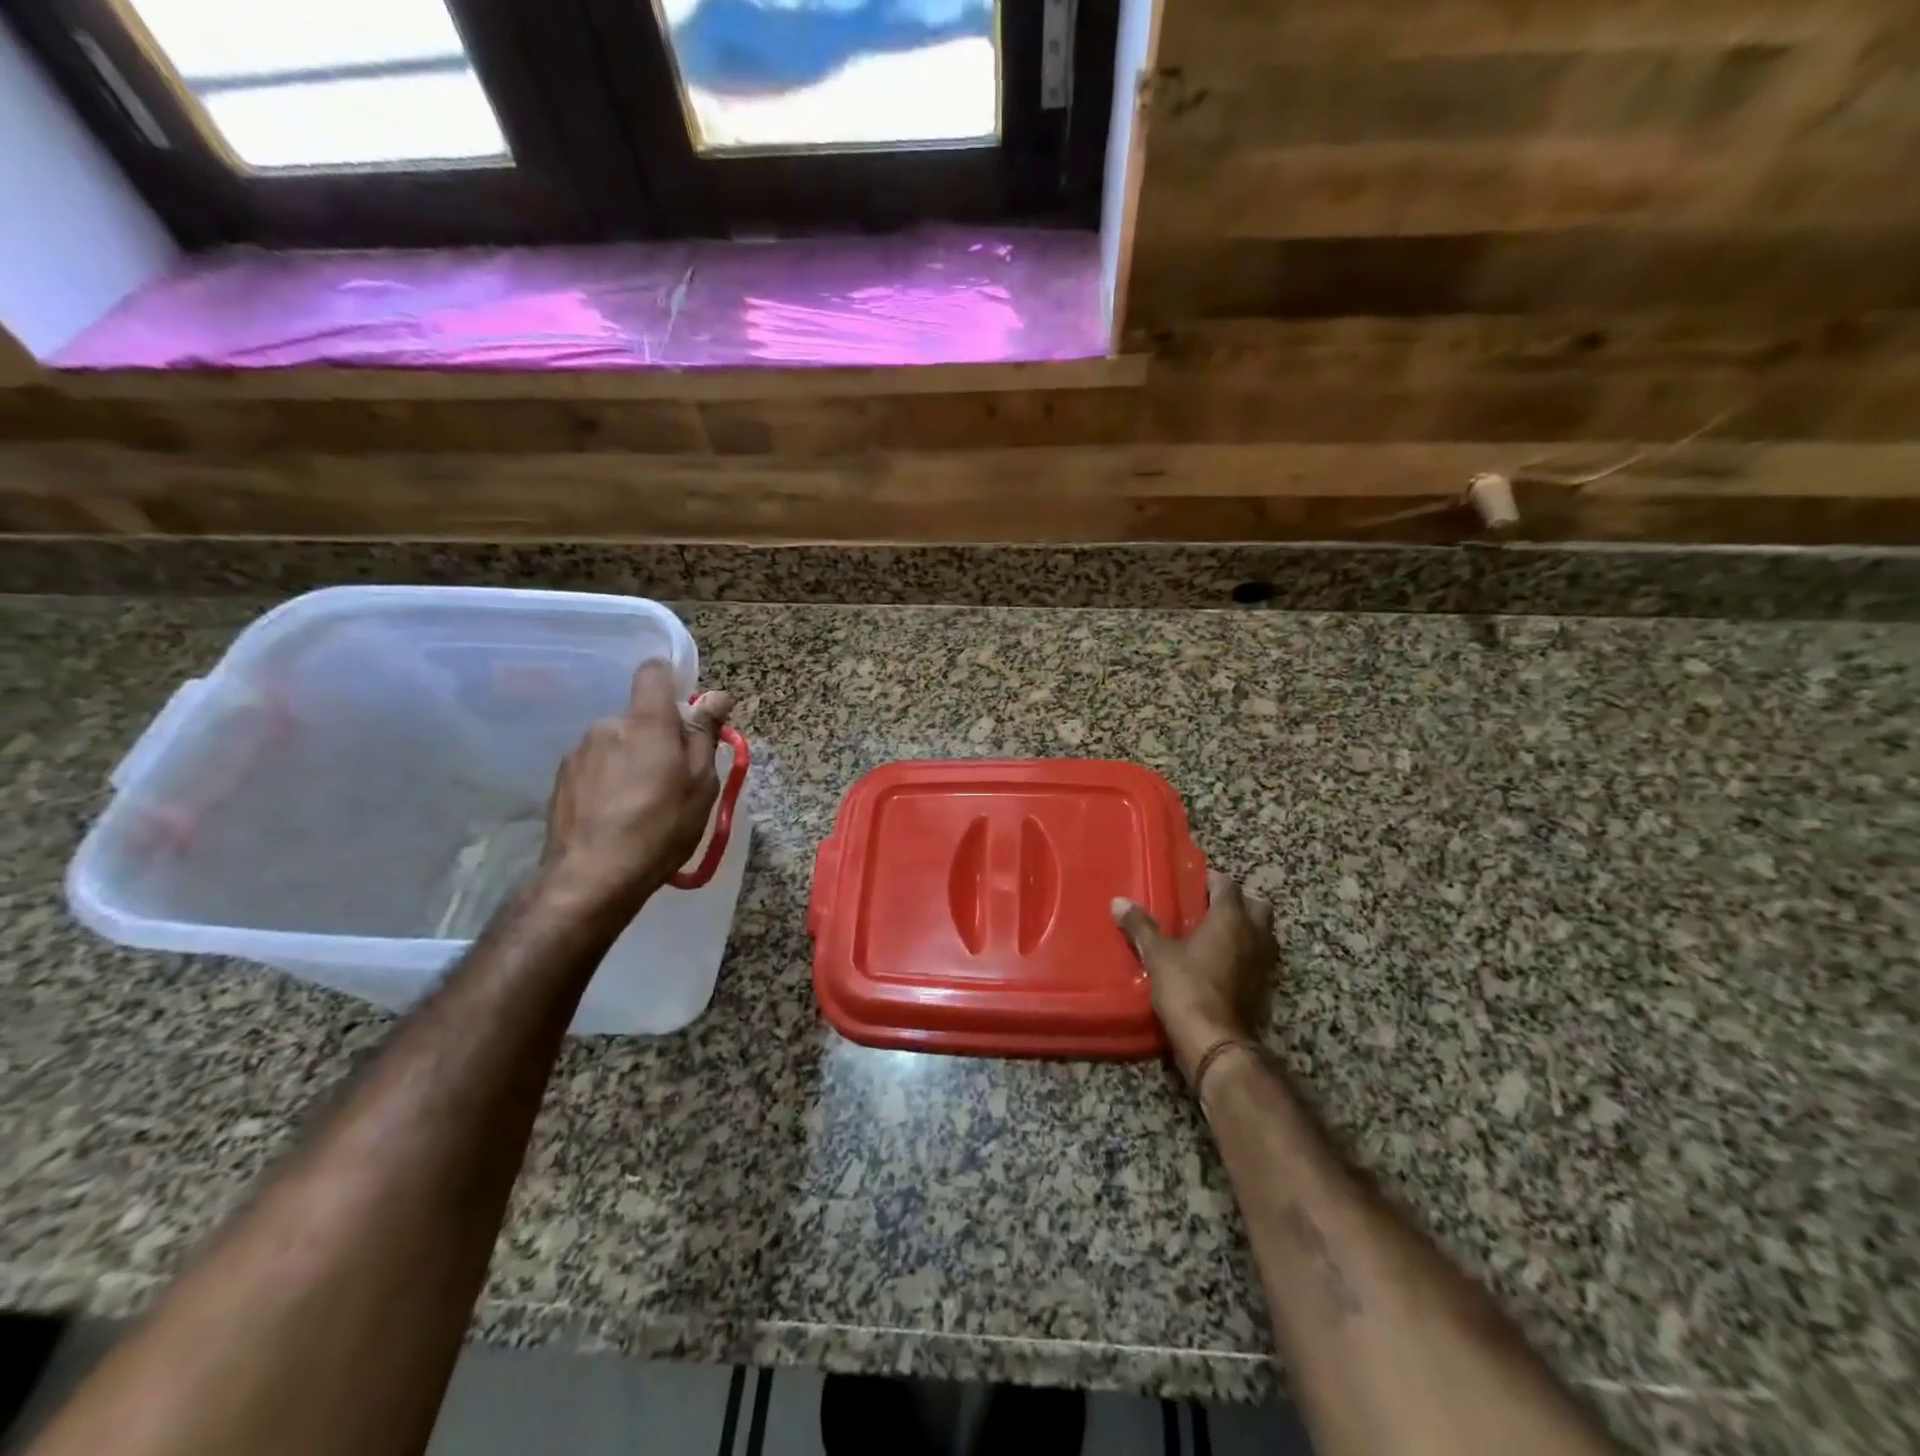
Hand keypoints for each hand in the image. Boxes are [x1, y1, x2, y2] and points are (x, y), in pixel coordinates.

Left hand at [540, 661, 734, 915]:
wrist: (593, 877)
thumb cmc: (661, 827)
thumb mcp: (700, 783)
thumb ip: (704, 734)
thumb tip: (716, 696)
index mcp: (646, 722)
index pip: (652, 673)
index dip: (669, 680)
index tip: (685, 708)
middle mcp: (607, 726)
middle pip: (639, 717)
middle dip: (656, 736)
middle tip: (673, 777)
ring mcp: (579, 753)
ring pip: (616, 743)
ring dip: (631, 760)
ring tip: (642, 803)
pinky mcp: (561, 780)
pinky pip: (595, 766)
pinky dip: (609, 780)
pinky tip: (616, 814)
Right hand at [1112, 871, 1276, 1082]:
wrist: (1214, 1041)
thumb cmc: (1187, 987)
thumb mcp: (1157, 955)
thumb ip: (1140, 926)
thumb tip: (1118, 902)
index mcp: (1231, 918)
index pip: (1227, 885)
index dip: (1211, 880)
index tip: (1192, 882)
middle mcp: (1254, 934)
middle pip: (1256, 905)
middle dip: (1237, 902)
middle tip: (1208, 908)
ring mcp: (1263, 962)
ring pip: (1262, 933)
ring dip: (1245, 929)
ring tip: (1215, 934)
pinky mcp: (1263, 987)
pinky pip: (1258, 958)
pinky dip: (1245, 953)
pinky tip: (1220, 962)